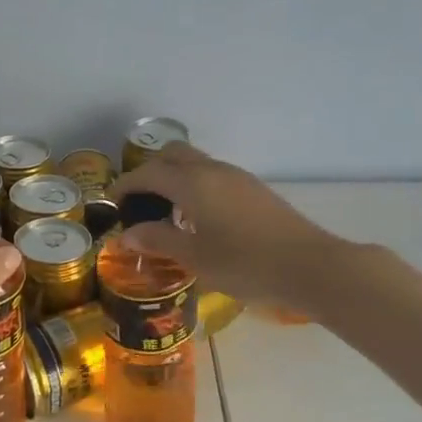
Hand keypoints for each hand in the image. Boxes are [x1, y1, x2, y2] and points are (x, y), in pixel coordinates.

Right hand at [113, 143, 340, 313]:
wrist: (309, 266)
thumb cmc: (246, 264)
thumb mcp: (195, 257)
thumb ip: (158, 240)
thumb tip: (126, 234)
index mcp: (193, 183)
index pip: (148, 173)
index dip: (126, 185)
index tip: (112, 203)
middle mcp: (214, 171)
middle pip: (173, 155)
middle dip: (150, 172)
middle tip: (138, 202)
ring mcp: (238, 178)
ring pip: (196, 164)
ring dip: (175, 178)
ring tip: (165, 213)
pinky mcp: (254, 190)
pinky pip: (213, 177)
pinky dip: (195, 187)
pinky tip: (197, 219)